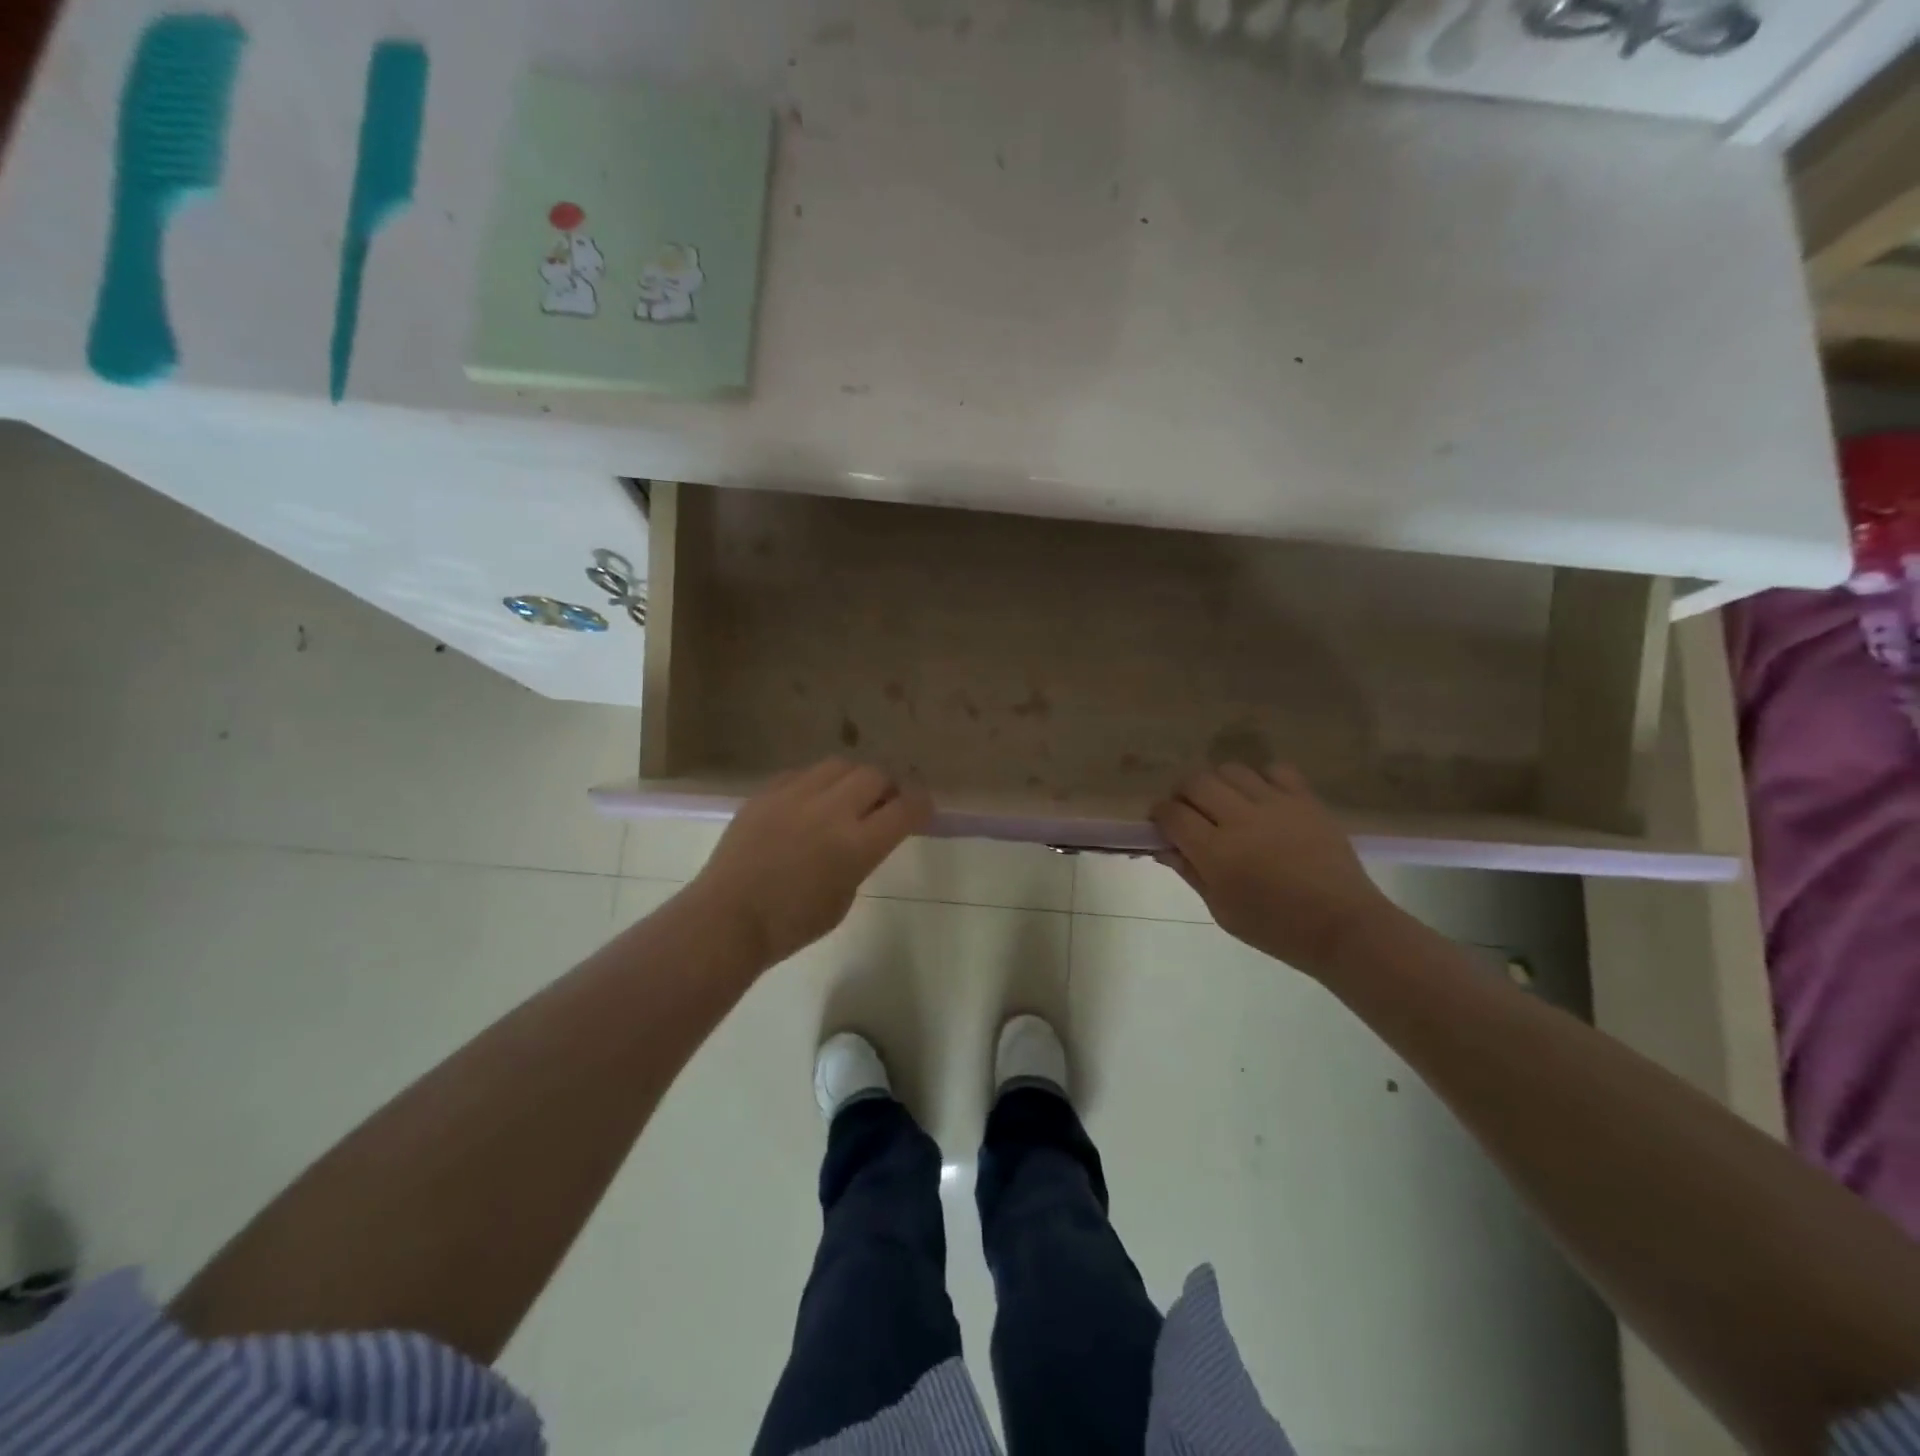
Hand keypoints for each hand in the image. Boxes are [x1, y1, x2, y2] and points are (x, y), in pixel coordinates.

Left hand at [688, 759, 932, 967]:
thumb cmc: (791, 924)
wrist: (727, 919)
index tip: (923, 807)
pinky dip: (816, 784)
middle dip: (886, 788)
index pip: (905, 809)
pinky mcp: (767, 792)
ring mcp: (795, 796)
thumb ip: (861, 859)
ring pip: (839, 765)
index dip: (921, 805)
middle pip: (874, 775)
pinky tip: (808, 804)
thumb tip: (864, 835)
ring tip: (844, 798)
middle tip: (882, 804)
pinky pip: (802, 774)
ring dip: (852, 779)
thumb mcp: (844, 897)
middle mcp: (830, 811)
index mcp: (856, 845)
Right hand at [1151, 763, 1391, 975]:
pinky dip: (1261, 778)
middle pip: (1196, 782)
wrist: (1342, 926)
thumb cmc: (1275, 928)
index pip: (1172, 814)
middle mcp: (1240, 819)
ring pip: (1231, 770)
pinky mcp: (1305, 800)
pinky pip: (1275, 770)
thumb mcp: (1222, 910)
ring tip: (1225, 802)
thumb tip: (1164, 848)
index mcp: (1216, 852)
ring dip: (1218, 783)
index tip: (1161, 823)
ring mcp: (1275, 805)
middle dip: (1183, 793)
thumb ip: (1191, 873)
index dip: (1159, 814)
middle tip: (1188, 811)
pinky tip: (1262, 798)